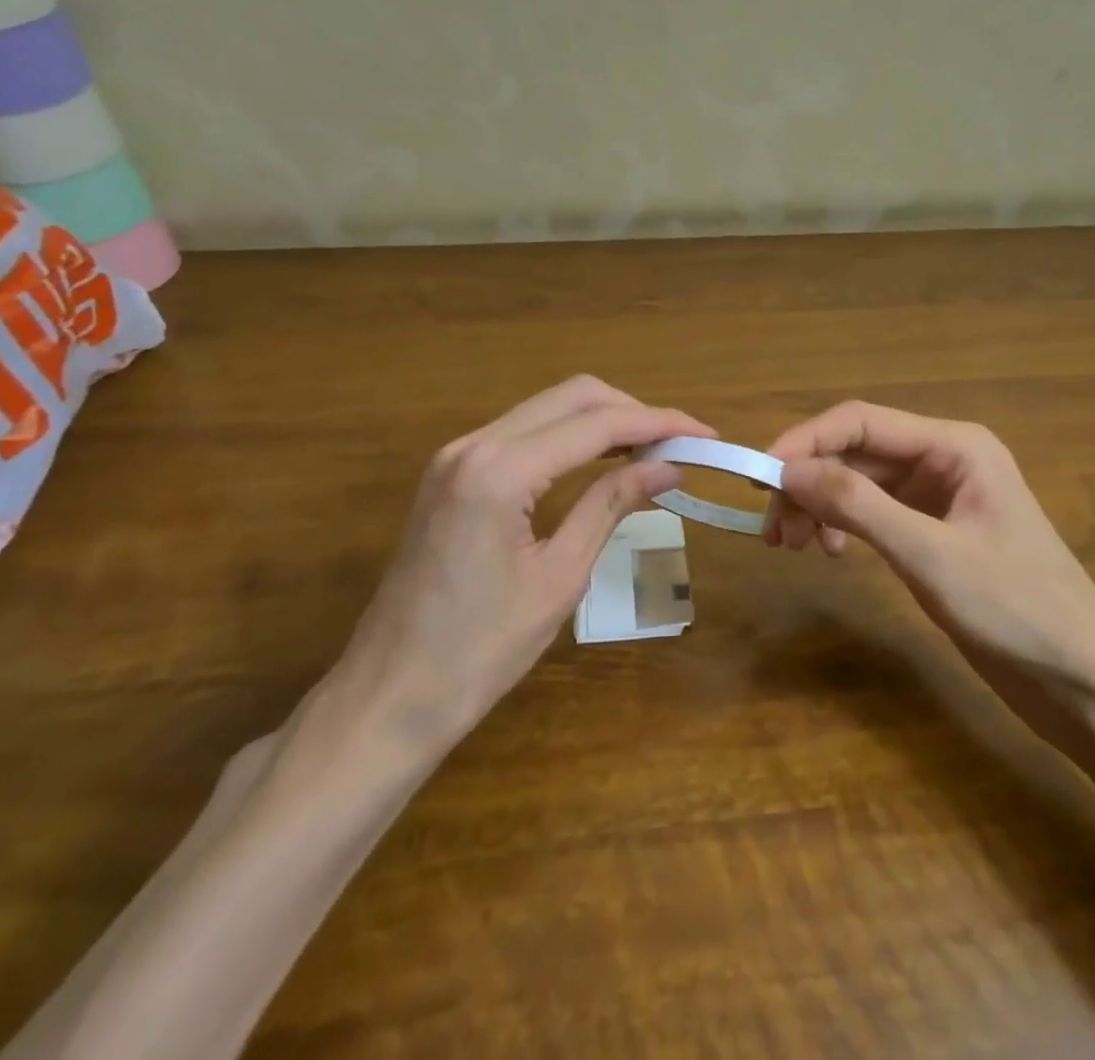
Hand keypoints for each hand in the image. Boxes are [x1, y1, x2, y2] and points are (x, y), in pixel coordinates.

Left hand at [329, 377, 711, 744]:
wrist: (389, 696)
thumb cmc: (480, 650)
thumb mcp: (560, 576)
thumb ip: (611, 505)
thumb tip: (668, 468)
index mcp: (500, 470)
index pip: (597, 423)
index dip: (659, 424)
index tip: (705, 435)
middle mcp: (474, 444)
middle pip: (571, 397)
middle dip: (633, 412)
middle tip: (680, 443)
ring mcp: (456, 456)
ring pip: (546, 409)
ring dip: (602, 421)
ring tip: (651, 451)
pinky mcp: (451, 474)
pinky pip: (522, 433)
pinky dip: (568, 438)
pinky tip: (600, 460)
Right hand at [764, 402, 1094, 684]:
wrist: (1087, 684)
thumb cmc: (1018, 610)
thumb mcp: (930, 555)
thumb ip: (858, 505)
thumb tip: (786, 469)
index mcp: (954, 445)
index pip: (861, 421)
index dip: (805, 441)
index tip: (759, 477)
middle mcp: (944, 459)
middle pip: (856, 452)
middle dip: (809, 482)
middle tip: (772, 530)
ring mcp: (939, 497)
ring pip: (860, 483)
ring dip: (821, 506)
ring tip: (793, 546)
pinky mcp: (934, 533)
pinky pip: (874, 513)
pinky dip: (845, 527)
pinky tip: (834, 555)